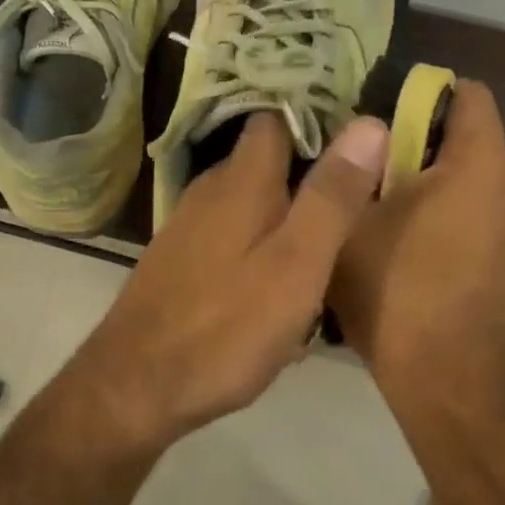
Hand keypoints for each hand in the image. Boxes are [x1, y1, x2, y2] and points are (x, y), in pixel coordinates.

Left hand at [74, 112, 389, 452]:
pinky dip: (256, 246)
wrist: (135, 387)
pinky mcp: (177, 265)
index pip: (274, 120)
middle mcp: (209, 193)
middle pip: (261, 162)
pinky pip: (229, 238)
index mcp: (241, 182)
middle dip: (304, 169)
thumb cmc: (226, 328)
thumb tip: (370, 123)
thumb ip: (332, 197)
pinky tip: (276, 282)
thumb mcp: (296, 265)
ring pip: (246, 203)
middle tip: (354, 190)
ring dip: (282, 212)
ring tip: (325, 237)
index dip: (314, 116)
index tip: (356, 131)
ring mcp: (187, 229)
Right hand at [329, 81, 504, 402]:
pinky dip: (458, 233)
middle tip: (375, 182)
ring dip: (441, 197)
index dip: (426, 95)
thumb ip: (355, 170)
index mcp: (480, 167)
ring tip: (395, 230)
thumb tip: (361, 136)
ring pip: (478, 193)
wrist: (447, 384)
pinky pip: (486, 231)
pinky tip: (423, 270)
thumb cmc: (395, 292)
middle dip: (425, 153)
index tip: (386, 120)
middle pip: (472, 147)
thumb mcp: (350, 224)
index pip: (470, 95)